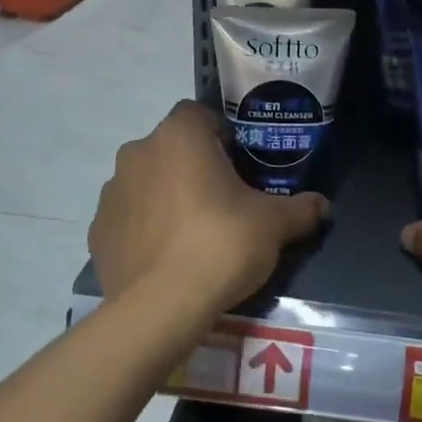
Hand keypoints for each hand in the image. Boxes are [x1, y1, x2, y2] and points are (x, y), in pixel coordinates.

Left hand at [90, 100, 327, 320]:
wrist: (161, 306)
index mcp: (179, 136)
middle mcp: (138, 152)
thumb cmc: (221, 244)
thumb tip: (323, 206)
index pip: (198, 115)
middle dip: (193, 167)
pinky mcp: (97, 230)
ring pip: (146, 181)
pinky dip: (144, 228)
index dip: (220, 136)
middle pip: (171, 148)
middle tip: (222, 201)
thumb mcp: (274, 225)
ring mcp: (112, 192)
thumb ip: (300, 208)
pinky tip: (166, 256)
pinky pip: (128, 218)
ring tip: (193, 233)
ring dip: (166, 195)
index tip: (239, 166)